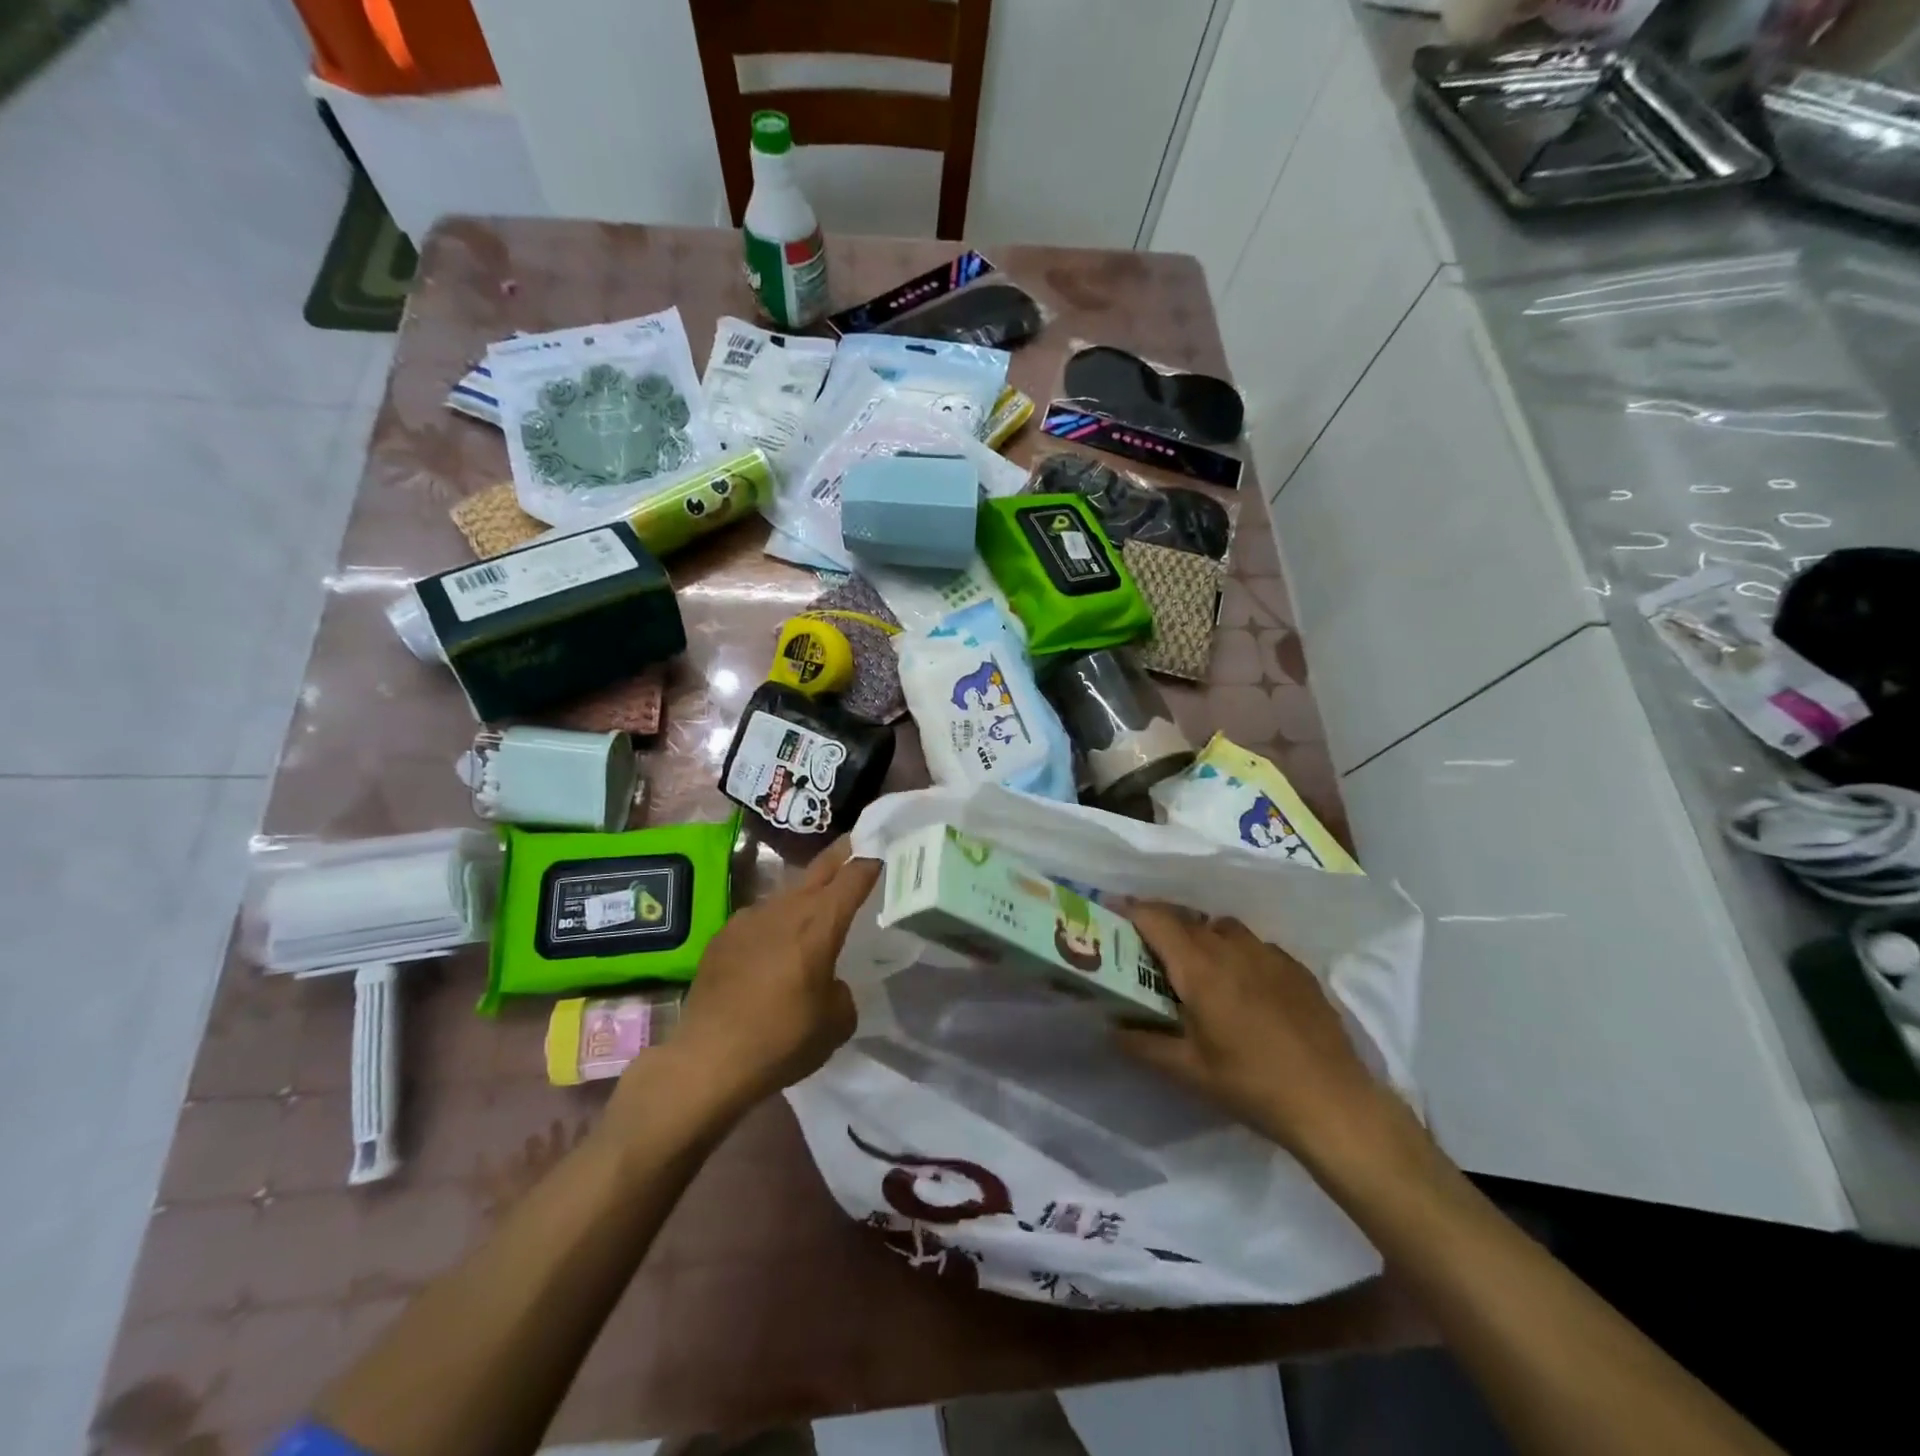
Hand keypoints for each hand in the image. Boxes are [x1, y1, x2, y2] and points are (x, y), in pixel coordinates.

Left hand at [634, 840, 879, 1123]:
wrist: (707, 1060)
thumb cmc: (782, 1040)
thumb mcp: (836, 1024)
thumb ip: (842, 992)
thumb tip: (829, 984)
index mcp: (819, 923)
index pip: (853, 878)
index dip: (870, 863)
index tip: (882, 852)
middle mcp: (784, 910)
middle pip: (819, 869)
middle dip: (841, 854)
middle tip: (855, 843)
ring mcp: (748, 919)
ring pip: (787, 895)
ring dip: (804, 896)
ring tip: (814, 911)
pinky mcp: (722, 937)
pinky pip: (758, 919)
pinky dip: (773, 925)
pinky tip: (772, 949)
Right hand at [1116, 904, 1404, 1173]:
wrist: (1333, 1102)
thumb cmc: (1251, 1084)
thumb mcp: (1187, 1071)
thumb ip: (1142, 1044)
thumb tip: (1110, 1027)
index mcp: (1199, 968)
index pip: (1156, 919)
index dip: (1130, 910)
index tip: (1111, 911)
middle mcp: (1231, 948)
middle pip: (1187, 918)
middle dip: (1161, 923)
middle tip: (1145, 945)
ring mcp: (1268, 954)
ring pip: (1222, 927)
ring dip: (1201, 935)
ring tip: (1196, 964)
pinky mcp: (1296, 968)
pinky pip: (1255, 945)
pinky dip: (1237, 952)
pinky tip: (1243, 984)